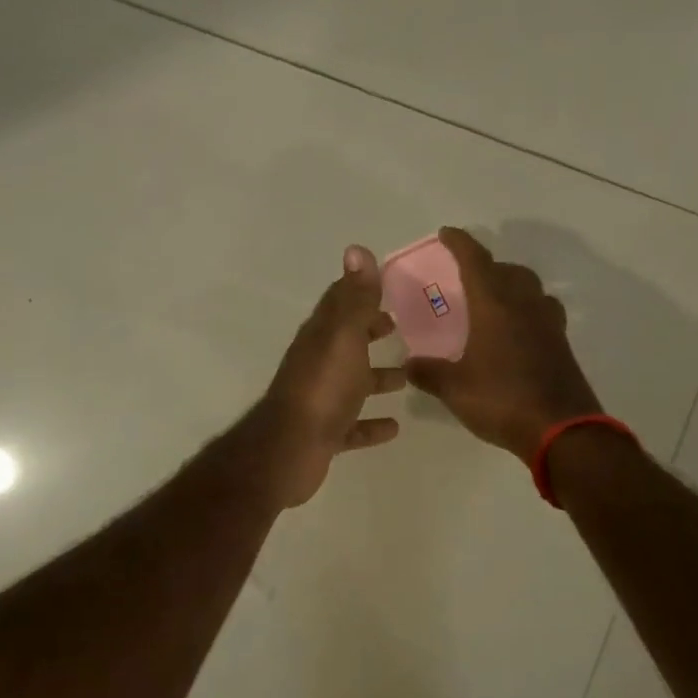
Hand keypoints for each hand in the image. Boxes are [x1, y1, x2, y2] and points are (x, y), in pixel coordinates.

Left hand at [256, 246, 406, 506]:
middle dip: (370, 331)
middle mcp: (318, 363)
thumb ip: (355, 298)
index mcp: (321, 336)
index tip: (390, 287)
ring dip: (375, 378)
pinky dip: (371, 423)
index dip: (362, 292)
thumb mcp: (344, 336)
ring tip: (406, 377)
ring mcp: (320, 399)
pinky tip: (394, 427)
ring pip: (351, 382)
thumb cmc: (323, 387)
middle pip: (346, 341)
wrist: (291, 448)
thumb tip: (356, 249)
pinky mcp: (325, 432)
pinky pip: (353, 425)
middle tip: (400, 327)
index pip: (340, 302)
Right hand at [405, 227, 602, 458]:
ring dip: (512, 285)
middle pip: (509, 270)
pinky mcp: (562, 344)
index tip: (447, 233)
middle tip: (468, 276)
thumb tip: (409, 364)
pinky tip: (516, 332)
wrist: (562, 431)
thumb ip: (429, 373)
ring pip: (531, 289)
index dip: (460, 243)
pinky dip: (527, 310)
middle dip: (488, 266)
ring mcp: (548, 324)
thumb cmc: (502, 400)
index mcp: (495, 306)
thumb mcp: (455, 389)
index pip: (476, 261)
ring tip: (494, 301)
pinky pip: (543, 312)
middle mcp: (524, 305)